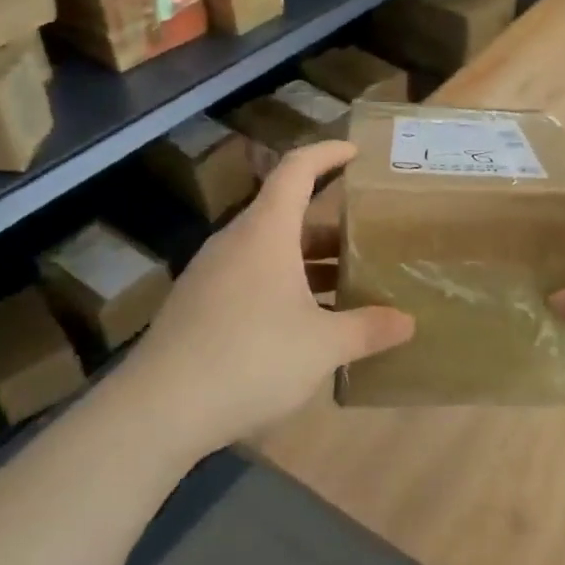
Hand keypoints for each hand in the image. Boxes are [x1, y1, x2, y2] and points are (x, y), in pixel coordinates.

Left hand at [124, 141, 413, 451]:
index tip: (355, 153)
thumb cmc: (251, 358)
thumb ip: (368, 329)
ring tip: (343, 285)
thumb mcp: (322, 346)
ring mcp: (209, 274)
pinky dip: (281, 286)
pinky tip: (301, 325)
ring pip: (267, 250)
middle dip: (329, 225)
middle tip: (366, 239)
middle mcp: (235, 242)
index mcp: (265, 232)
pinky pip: (248, 278)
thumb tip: (408, 323)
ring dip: (306, 261)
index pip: (296, 170)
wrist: (157, 411)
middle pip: (286, 215)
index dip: (327, 154)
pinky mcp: (195, 306)